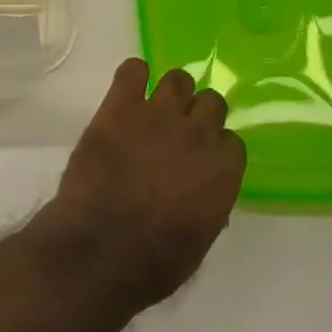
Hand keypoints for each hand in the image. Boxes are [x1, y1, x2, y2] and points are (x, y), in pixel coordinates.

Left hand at [34, 59, 246, 312]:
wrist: (99, 249)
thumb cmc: (151, 262)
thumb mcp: (198, 243)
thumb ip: (208, 206)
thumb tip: (204, 191)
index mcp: (223, 173)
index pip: (232, 141)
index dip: (216, 147)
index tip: (202, 157)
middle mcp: (197, 135)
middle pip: (211, 102)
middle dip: (198, 114)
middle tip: (178, 130)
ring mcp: (158, 114)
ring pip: (177, 79)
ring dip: (170, 93)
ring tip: (152, 109)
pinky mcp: (121, 105)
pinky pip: (133, 69)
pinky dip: (133, 76)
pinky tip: (128, 92)